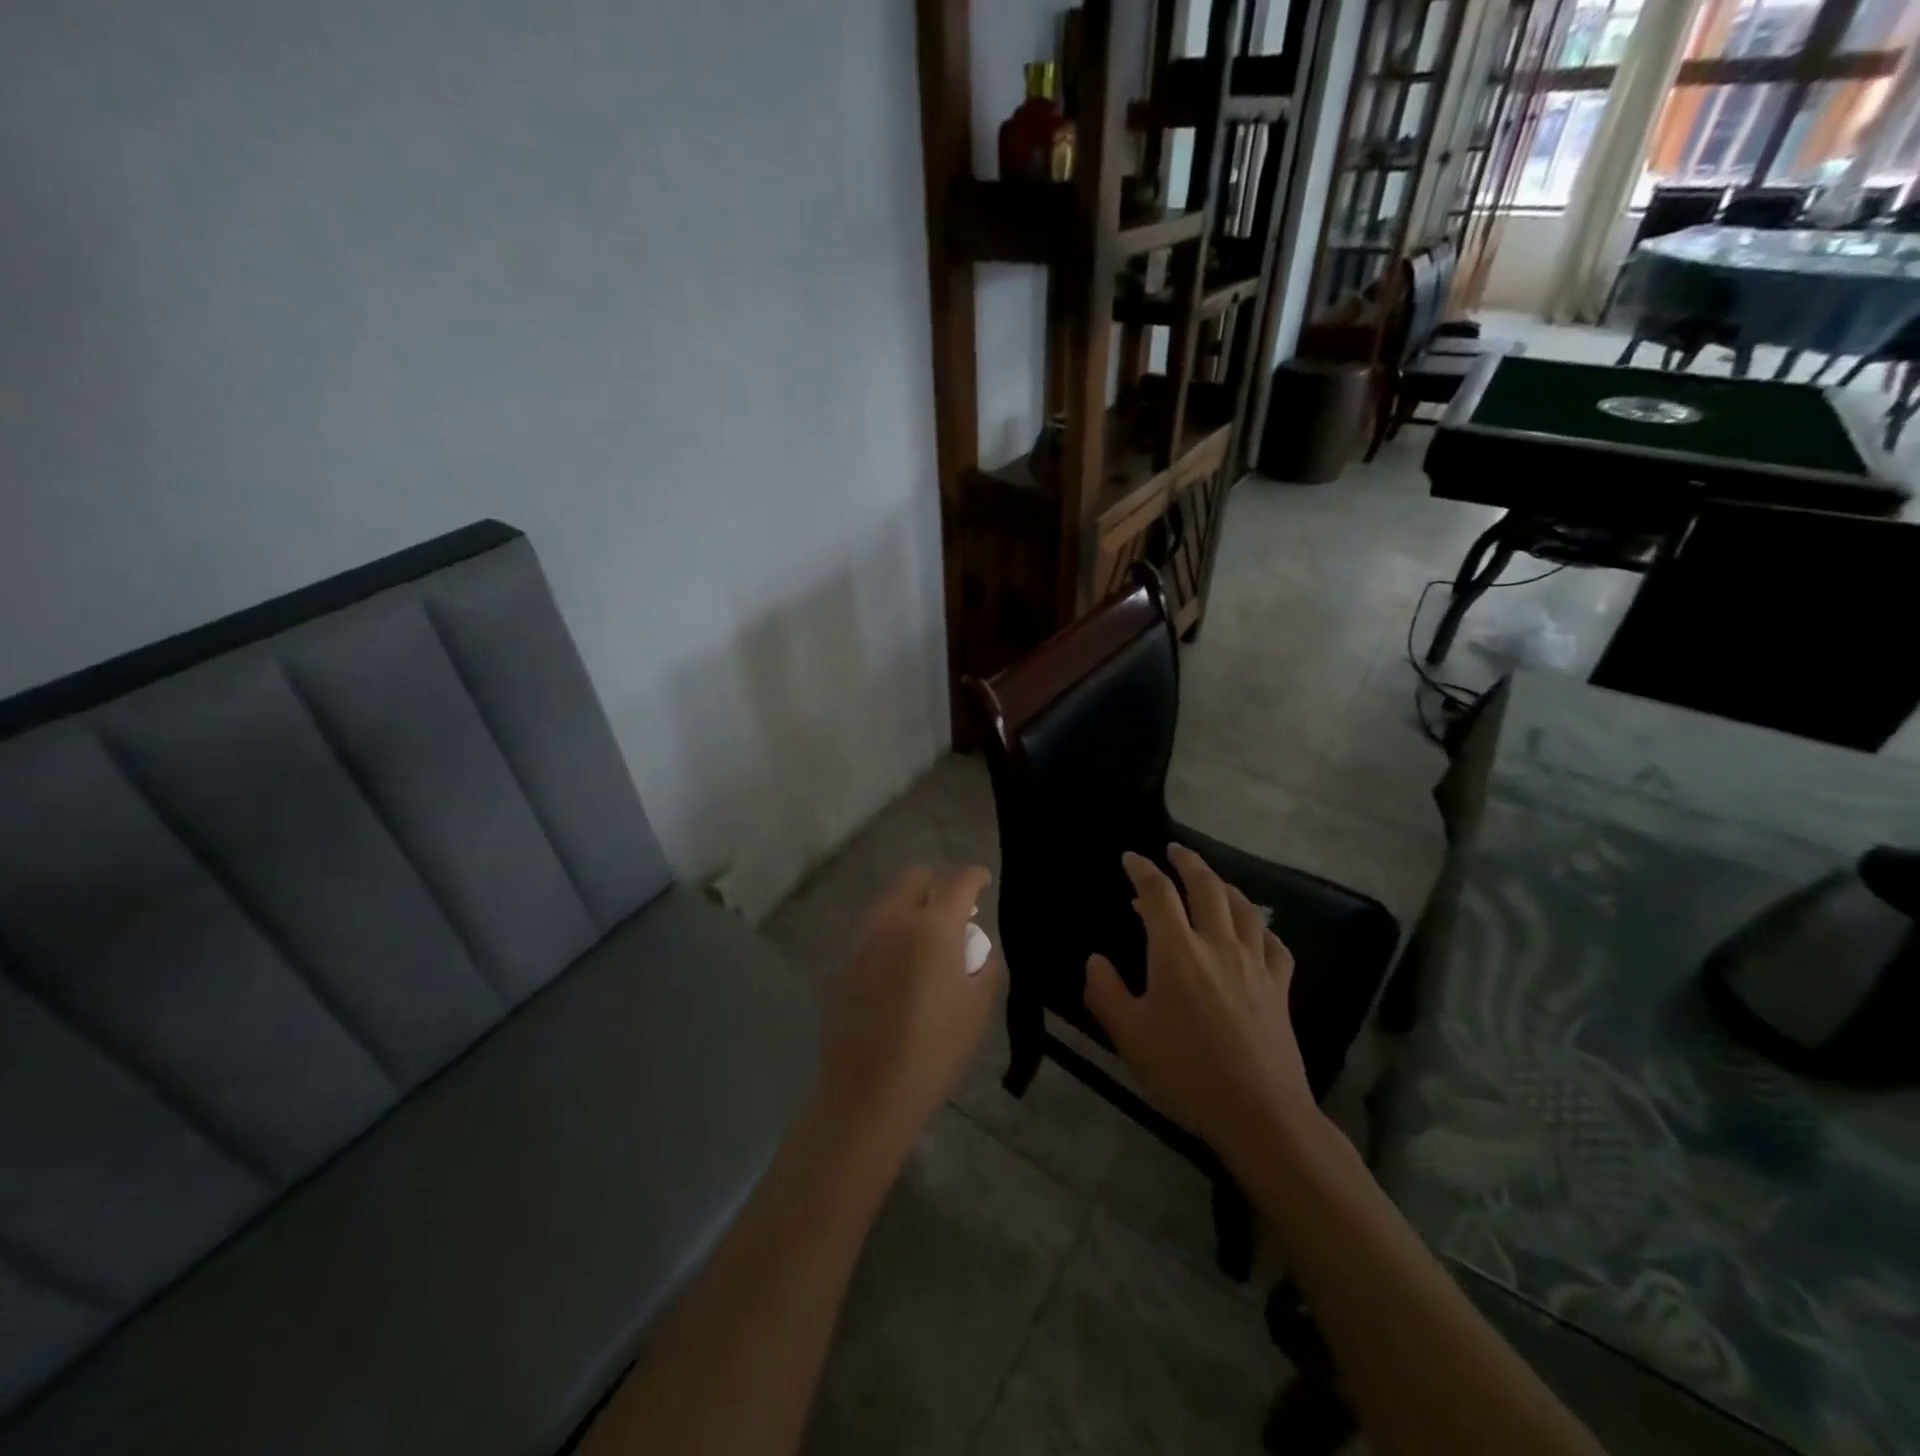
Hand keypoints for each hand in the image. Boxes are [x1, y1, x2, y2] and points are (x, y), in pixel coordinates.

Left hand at [817, 865, 999, 1157]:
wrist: (868, 1093)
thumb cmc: (935, 1050)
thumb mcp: (978, 1008)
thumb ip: (984, 966)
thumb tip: (976, 949)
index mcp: (933, 926)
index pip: (959, 881)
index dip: (976, 877)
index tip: (983, 884)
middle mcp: (894, 921)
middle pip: (915, 878)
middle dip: (938, 885)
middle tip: (954, 914)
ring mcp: (863, 940)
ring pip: (889, 902)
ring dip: (911, 908)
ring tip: (926, 940)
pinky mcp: (844, 963)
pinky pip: (872, 933)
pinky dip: (890, 936)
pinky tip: (898, 970)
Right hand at [1083, 845, 1315, 1170]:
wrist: (1259, 1112)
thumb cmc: (1185, 1072)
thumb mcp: (1128, 1035)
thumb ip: (1105, 991)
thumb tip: (1095, 960)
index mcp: (1176, 951)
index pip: (1157, 894)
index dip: (1142, 870)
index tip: (1130, 858)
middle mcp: (1217, 944)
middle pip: (1206, 886)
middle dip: (1187, 862)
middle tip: (1174, 850)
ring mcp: (1254, 963)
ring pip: (1243, 907)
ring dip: (1223, 885)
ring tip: (1211, 881)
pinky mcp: (1280, 986)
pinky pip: (1273, 943)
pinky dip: (1260, 927)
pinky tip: (1254, 931)